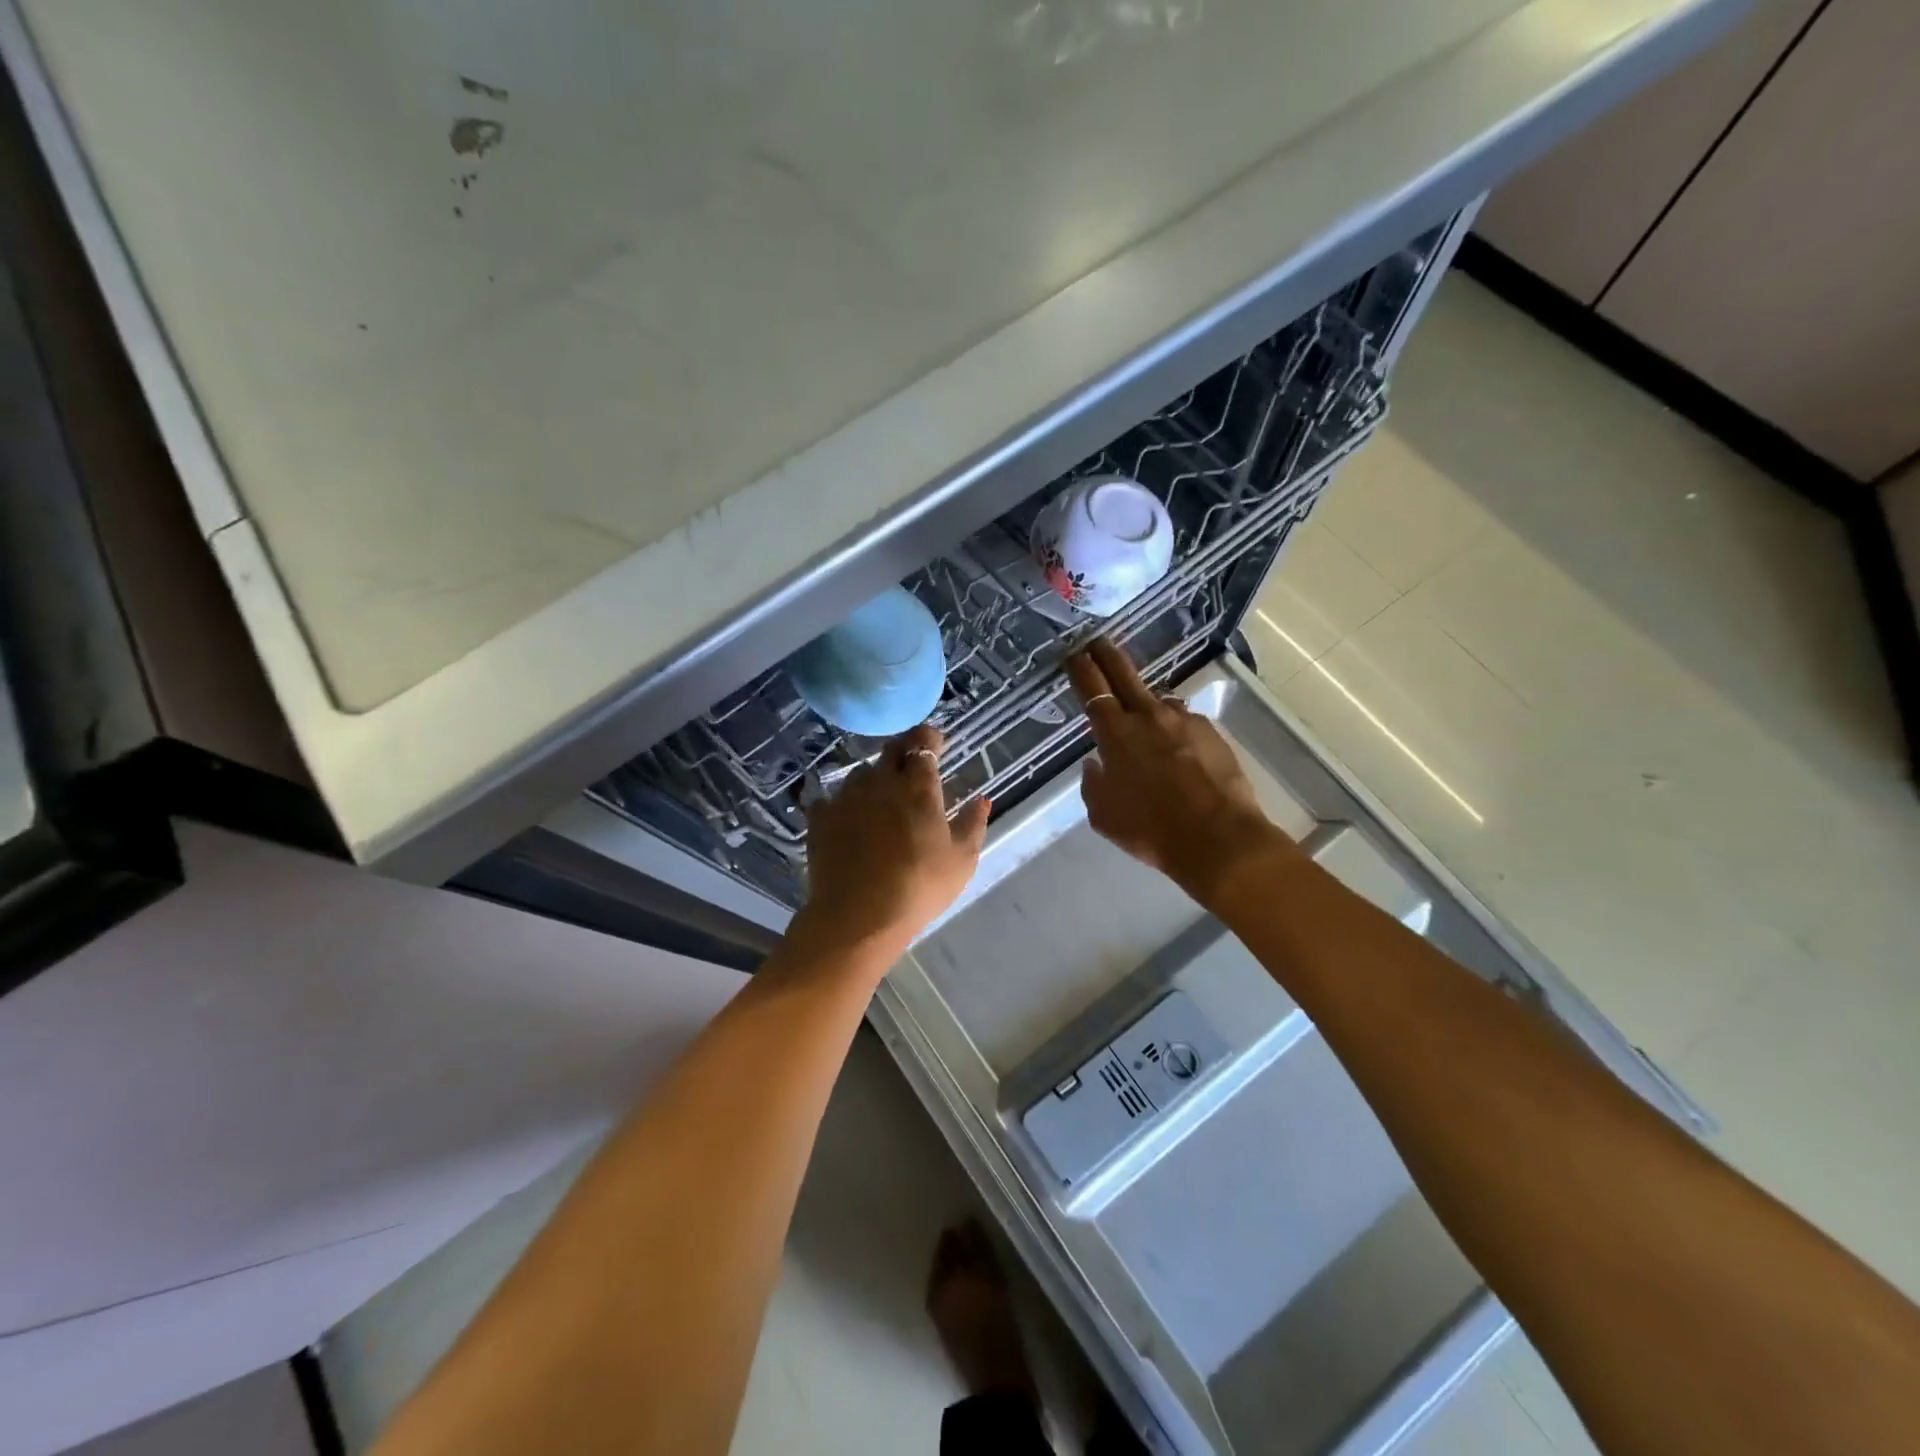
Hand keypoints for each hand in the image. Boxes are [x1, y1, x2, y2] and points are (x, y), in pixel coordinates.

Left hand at [796, 724, 989, 959]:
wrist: (858, 916)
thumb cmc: (919, 887)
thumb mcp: (961, 860)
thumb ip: (973, 823)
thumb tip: (982, 799)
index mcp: (917, 787)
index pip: (923, 744)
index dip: (930, 739)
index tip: (936, 744)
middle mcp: (880, 781)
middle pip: (890, 751)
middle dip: (903, 751)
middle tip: (911, 767)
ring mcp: (846, 797)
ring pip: (861, 773)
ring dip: (874, 778)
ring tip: (880, 798)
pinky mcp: (820, 817)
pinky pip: (832, 799)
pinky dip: (843, 803)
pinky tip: (848, 819)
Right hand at [1067, 639, 1292, 899]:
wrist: (1218, 838)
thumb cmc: (1151, 830)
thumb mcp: (1104, 816)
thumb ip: (1093, 784)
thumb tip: (1095, 763)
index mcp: (1115, 734)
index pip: (1092, 689)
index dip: (1081, 668)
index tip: (1074, 654)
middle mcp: (1148, 716)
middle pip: (1124, 674)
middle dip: (1107, 654)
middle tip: (1098, 642)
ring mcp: (1184, 720)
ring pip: (1158, 700)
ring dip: (1147, 704)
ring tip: (1146, 721)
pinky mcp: (1211, 731)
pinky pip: (1185, 722)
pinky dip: (1175, 729)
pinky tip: (1179, 751)